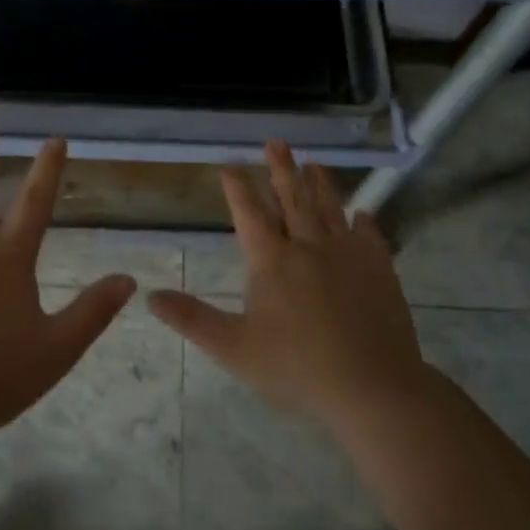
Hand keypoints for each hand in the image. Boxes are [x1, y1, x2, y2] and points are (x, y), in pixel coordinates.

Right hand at [149, 142, 427, 429]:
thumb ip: (192, 319)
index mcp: (272, 260)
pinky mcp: (379, 269)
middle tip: (276, 143)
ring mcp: (347, 255)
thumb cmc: (297, 368)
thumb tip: (150, 296)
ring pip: (330, 209)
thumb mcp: (233, 348)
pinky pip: (370, 236)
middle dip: (281, 169)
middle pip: (292, 199)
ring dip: (320, 184)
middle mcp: (308, 246)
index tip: (230, 166)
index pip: (249, 213)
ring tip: (314, 163)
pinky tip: (362, 214)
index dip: (238, 188)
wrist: (372, 386)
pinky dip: (364, 221)